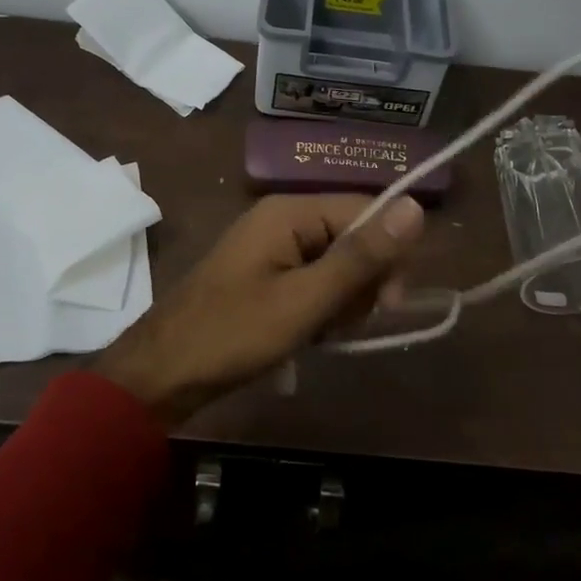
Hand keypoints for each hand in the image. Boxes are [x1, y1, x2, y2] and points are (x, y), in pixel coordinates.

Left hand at [98, 193, 426, 421]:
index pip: (368, 210)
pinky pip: (312, 281)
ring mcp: (270, 247)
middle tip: (339, 324)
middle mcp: (282, 219)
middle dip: (360, 284)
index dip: (388, 254)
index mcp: (290, 212)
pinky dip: (318, 309)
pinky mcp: (264, 275)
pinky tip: (307, 335)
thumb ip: (361, 257)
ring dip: (340, 302)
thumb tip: (418, 207)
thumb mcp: (305, 300)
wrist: (162, 373)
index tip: (388, 304)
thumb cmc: (234, 334)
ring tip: (317, 333)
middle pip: (353, 237)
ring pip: (335, 265)